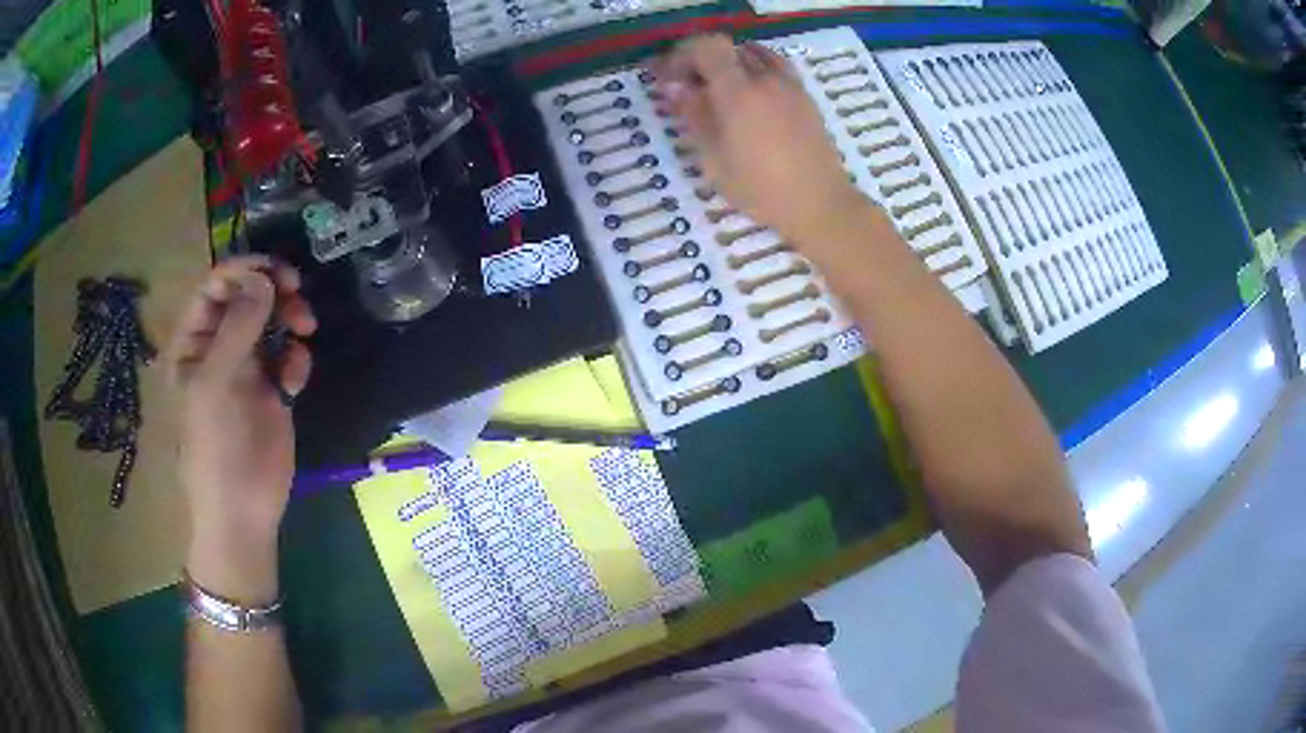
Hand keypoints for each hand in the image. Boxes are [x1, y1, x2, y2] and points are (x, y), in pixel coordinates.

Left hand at [167, 256, 315, 601]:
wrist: (243, 512)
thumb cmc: (216, 449)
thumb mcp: (217, 385)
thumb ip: (238, 327)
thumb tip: (265, 277)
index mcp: (193, 344)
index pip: (214, 287)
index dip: (242, 270)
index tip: (274, 269)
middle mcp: (218, 348)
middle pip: (246, 297)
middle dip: (272, 290)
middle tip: (296, 292)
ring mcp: (246, 369)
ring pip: (271, 321)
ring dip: (290, 318)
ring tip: (305, 330)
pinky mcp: (273, 390)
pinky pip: (287, 355)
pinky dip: (296, 359)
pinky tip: (296, 380)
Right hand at [654, 35, 869, 245]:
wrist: (820, 203)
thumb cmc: (761, 189)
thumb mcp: (714, 160)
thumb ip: (693, 116)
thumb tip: (674, 87)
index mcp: (739, 92)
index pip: (707, 47)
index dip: (683, 55)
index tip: (671, 80)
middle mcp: (765, 79)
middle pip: (728, 48)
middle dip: (703, 62)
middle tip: (691, 89)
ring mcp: (789, 85)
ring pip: (753, 54)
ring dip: (731, 64)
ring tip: (722, 92)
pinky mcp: (804, 95)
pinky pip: (776, 66)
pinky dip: (756, 70)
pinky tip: (752, 97)